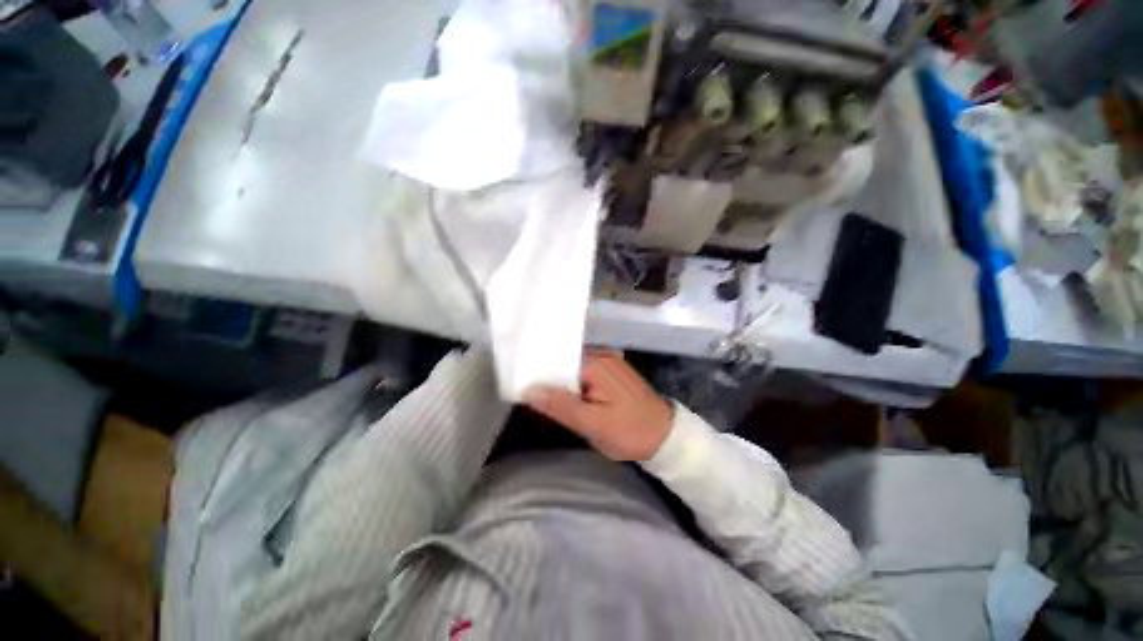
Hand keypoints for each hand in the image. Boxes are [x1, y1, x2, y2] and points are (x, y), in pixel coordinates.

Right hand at [524, 351, 673, 461]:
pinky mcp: (610, 372)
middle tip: (522, 392)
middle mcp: (600, 355)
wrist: (665, 436)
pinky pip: (582, 374)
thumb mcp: (593, 424)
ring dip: (558, 382)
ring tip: (535, 395)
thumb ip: (561, 405)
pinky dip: (570, 385)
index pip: (556, 358)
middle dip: (545, 377)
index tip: (517, 381)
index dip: (536, 370)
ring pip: (571, 369)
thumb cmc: (631, 431)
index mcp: (595, 363)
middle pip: (563, 361)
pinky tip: (560, 396)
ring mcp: (607, 362)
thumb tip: (528, 391)